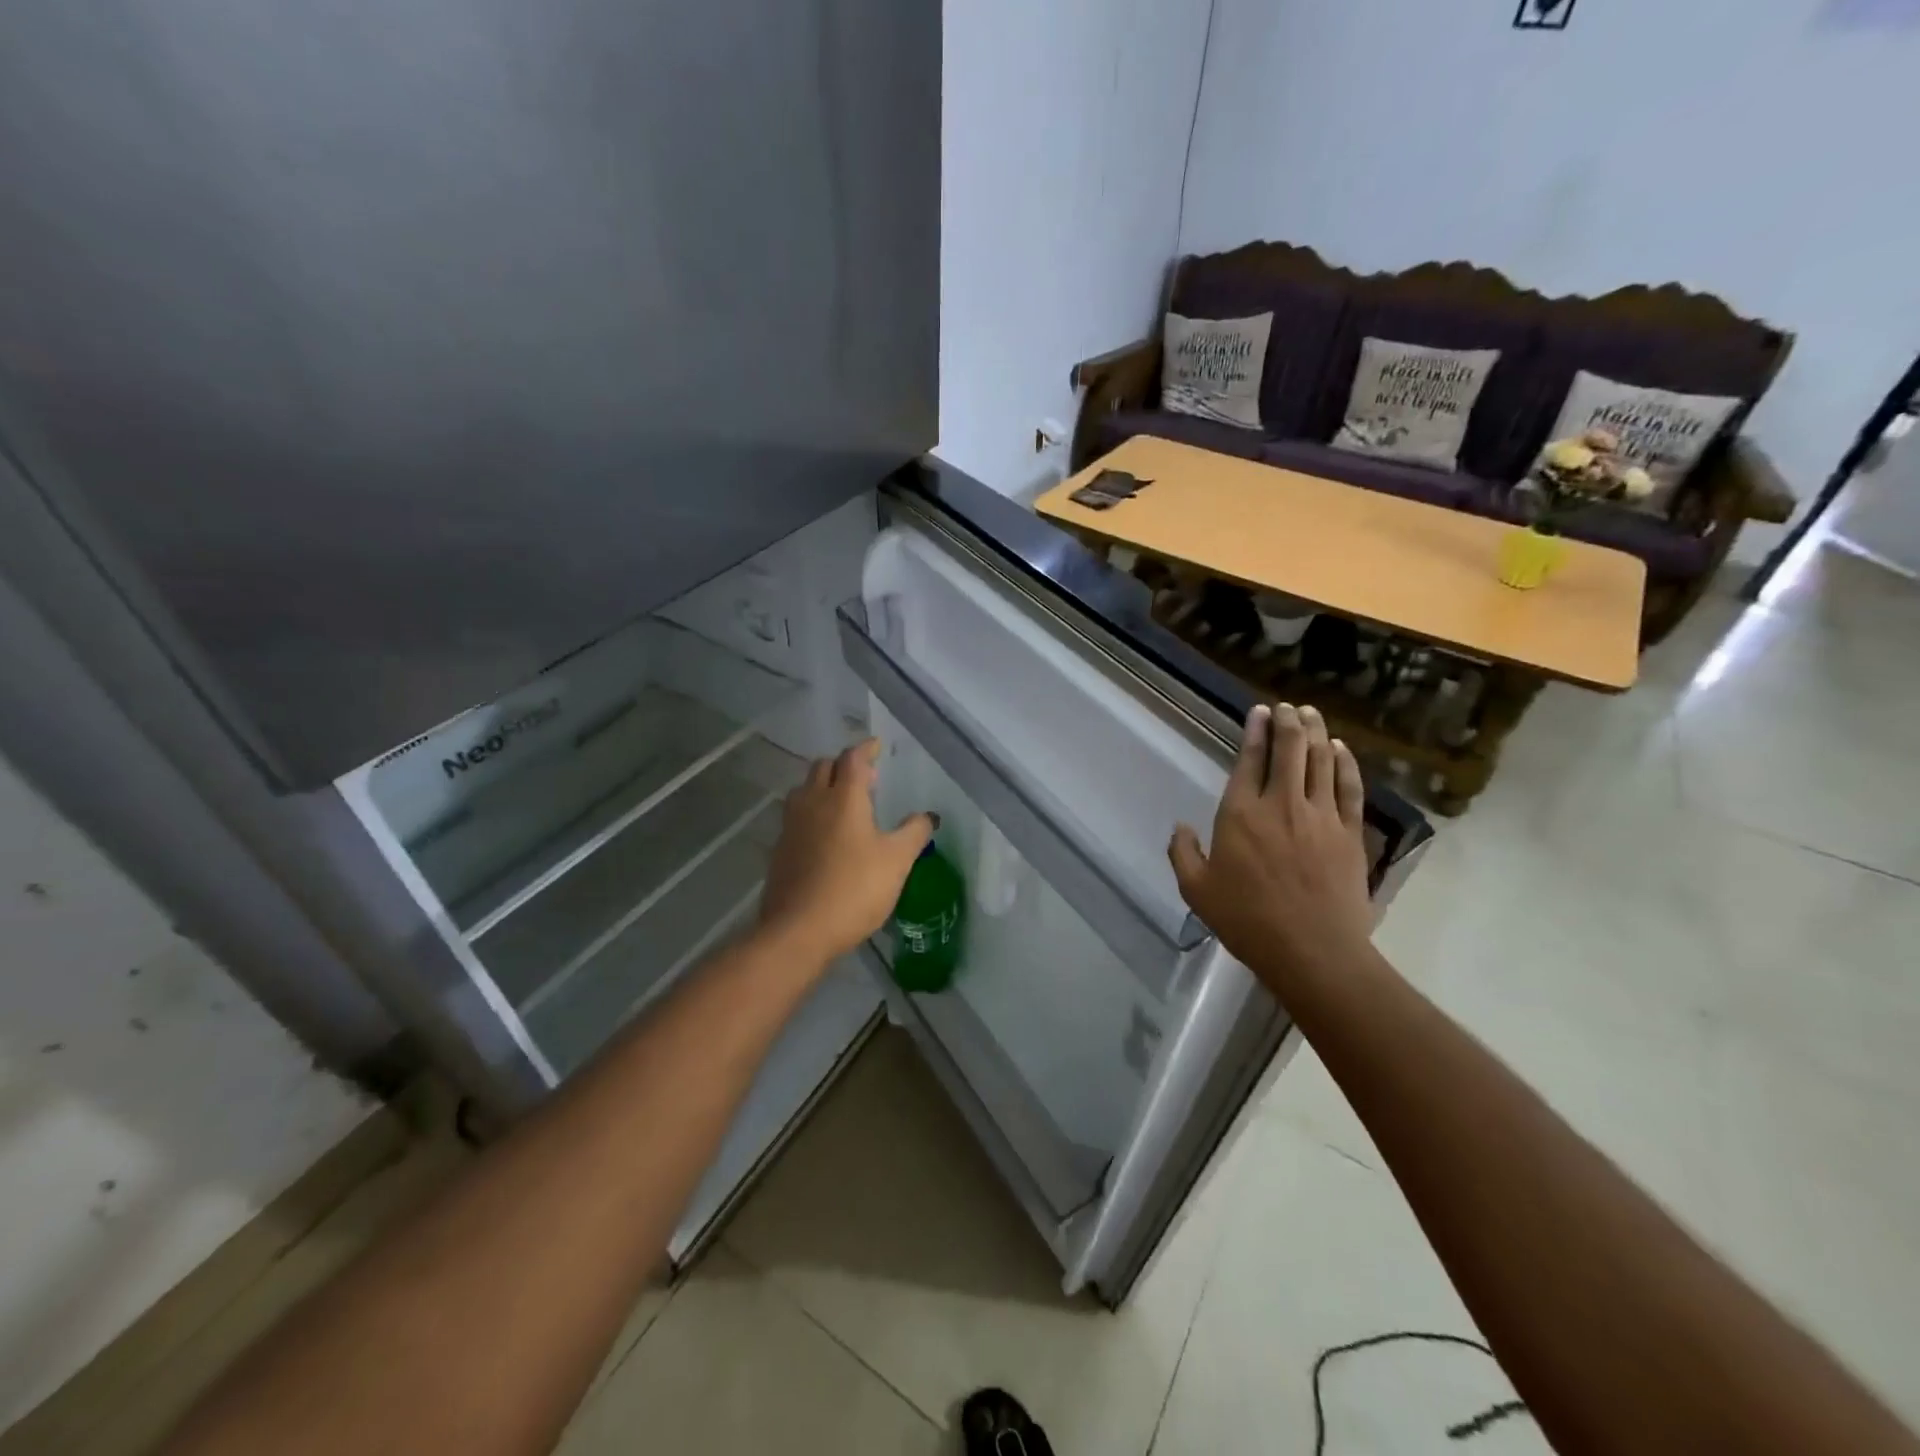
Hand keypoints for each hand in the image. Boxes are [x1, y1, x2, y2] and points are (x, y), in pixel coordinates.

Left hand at [758, 739, 935, 966]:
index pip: (853, 759)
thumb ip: (914, 833)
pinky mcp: (780, 848)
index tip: (877, 746)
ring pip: (805, 790)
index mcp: (844, 798)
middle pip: (823, 767)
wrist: (798, 930)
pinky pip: (796, 816)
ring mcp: (791, 825)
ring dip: (824, 786)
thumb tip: (928, 816)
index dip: (866, 749)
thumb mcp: (896, 862)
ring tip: (844, 803)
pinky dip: (812, 812)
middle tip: (866, 778)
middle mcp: (813, 802)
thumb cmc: (854, 889)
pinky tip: (825, 834)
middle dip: (844, 765)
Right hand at [1169, 704, 1373, 993]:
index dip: (1254, 732)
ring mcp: (1321, 816)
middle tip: (1287, 707)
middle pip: (1289, 750)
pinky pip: (1349, 788)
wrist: (1312, 951)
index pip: (1249, 761)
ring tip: (1311, 714)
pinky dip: (1344, 764)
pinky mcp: (1350, 833)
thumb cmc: (1247, 921)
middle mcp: (1282, 804)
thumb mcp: (1197, 891)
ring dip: (1315, 733)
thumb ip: (1183, 854)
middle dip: (1288, 722)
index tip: (1259, 711)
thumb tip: (1180, 827)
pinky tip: (1340, 749)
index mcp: (1241, 815)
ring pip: (1320, 761)